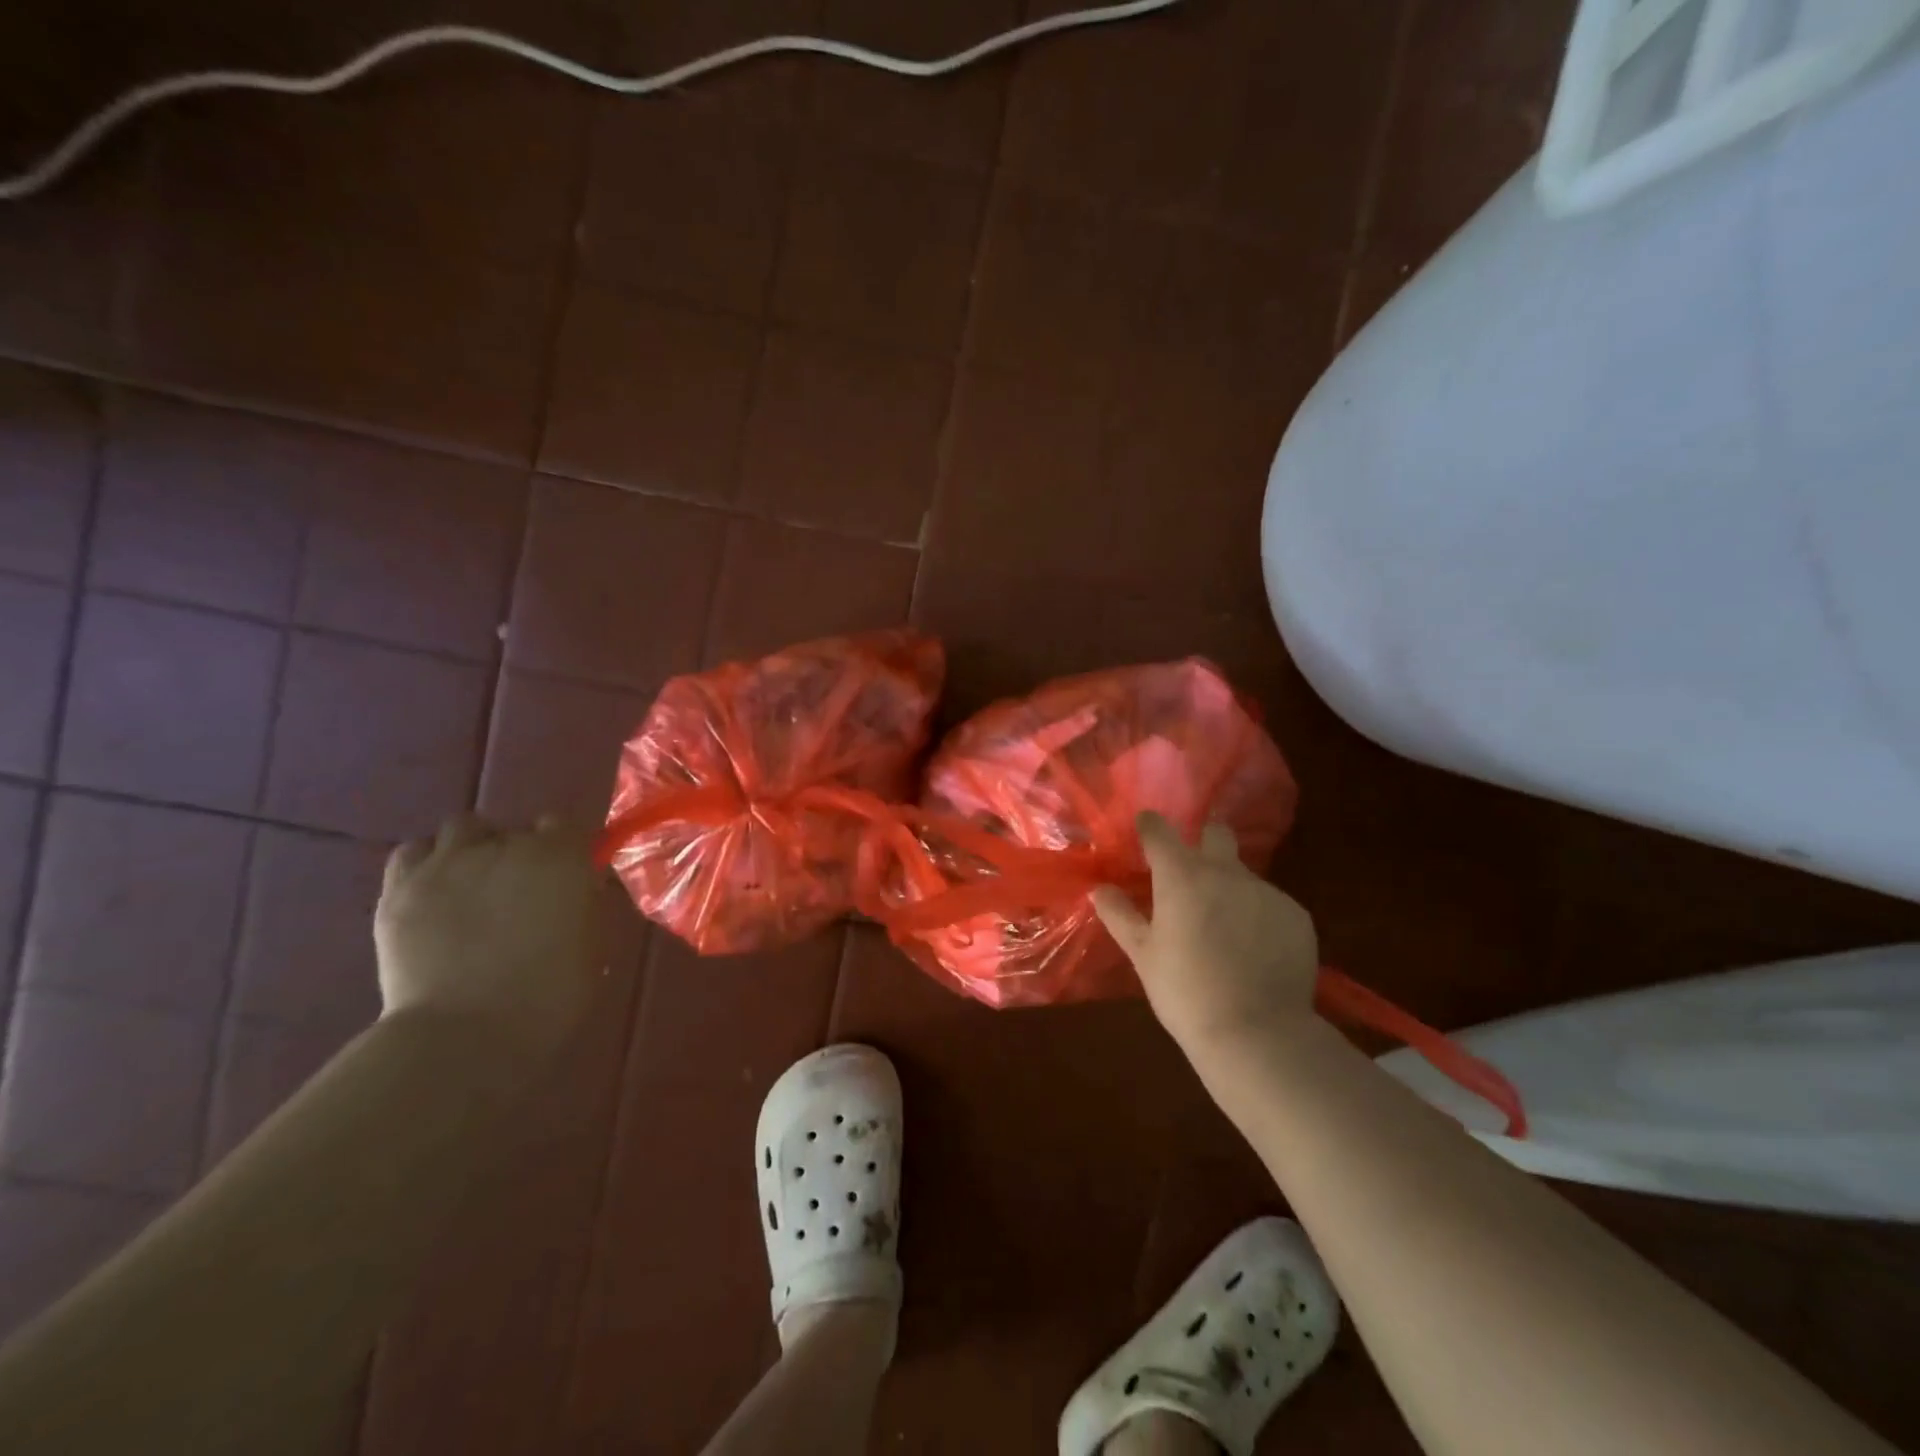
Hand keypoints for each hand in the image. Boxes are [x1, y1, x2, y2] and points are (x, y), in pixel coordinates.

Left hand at [374, 813, 605, 1063]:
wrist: (464, 1036)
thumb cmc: (548, 997)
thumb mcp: (593, 947)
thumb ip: (585, 905)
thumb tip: (578, 889)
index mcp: (561, 858)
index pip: (565, 825)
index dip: (566, 849)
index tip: (566, 877)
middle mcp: (507, 846)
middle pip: (516, 829)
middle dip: (521, 853)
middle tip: (520, 891)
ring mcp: (449, 863)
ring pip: (463, 828)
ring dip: (474, 847)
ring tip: (473, 881)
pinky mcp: (401, 887)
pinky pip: (413, 850)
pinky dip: (427, 861)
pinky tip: (434, 889)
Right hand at [1093, 811, 1319, 1058]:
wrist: (1258, 1034)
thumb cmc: (1186, 993)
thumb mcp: (1143, 956)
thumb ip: (1120, 916)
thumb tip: (1100, 889)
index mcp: (1181, 877)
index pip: (1160, 831)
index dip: (1150, 826)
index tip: (1145, 828)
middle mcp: (1226, 873)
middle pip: (1216, 833)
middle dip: (1204, 840)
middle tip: (1191, 872)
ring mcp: (1266, 891)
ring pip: (1243, 874)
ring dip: (1230, 888)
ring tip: (1224, 930)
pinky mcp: (1297, 915)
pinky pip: (1270, 903)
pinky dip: (1258, 916)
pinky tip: (1253, 950)